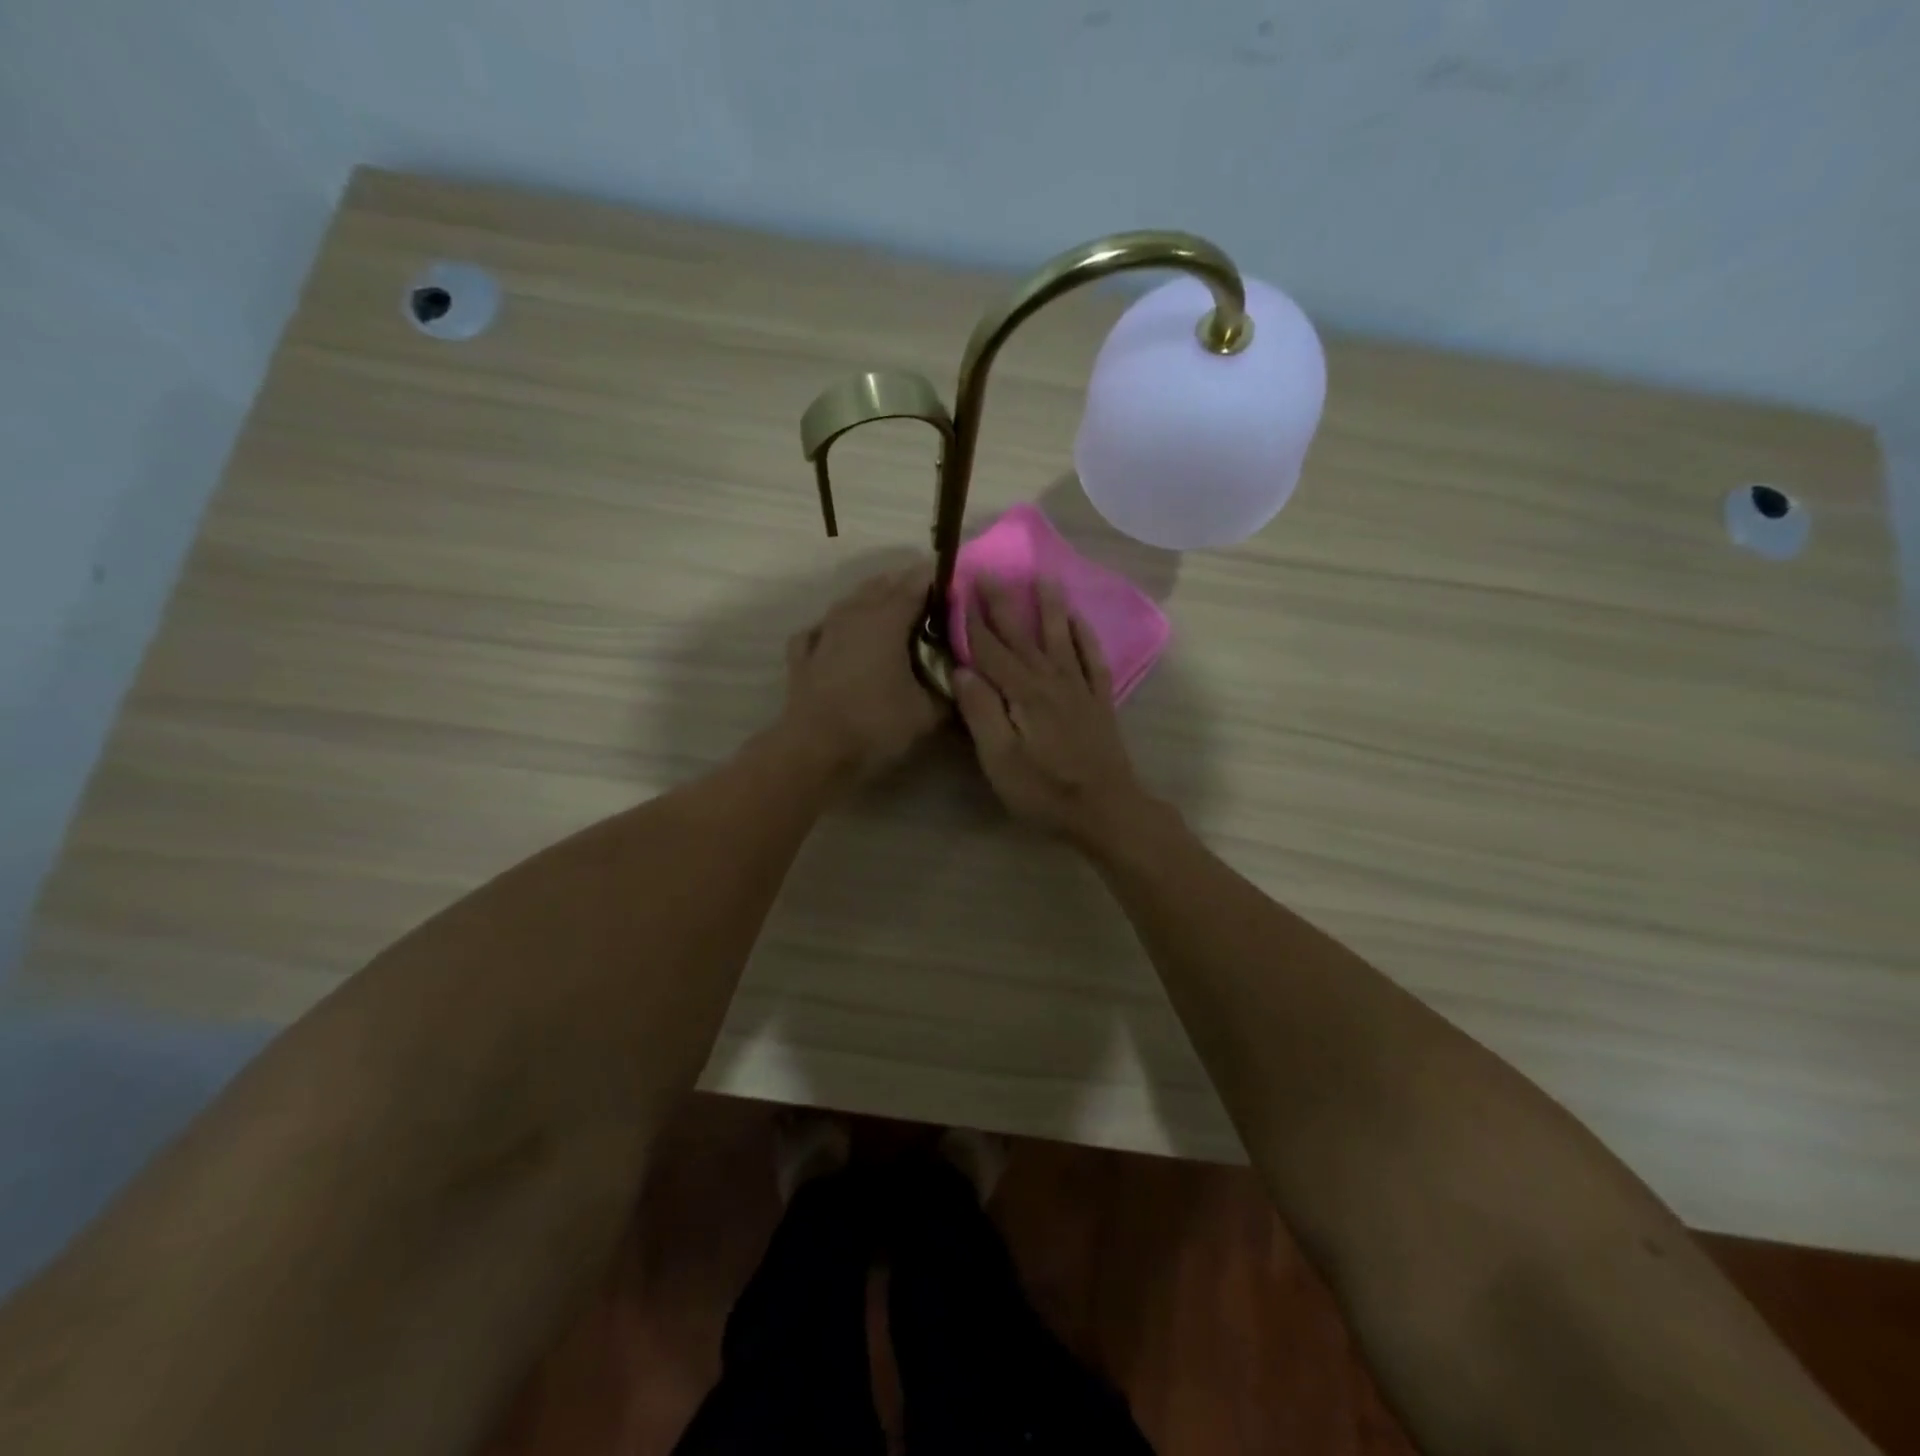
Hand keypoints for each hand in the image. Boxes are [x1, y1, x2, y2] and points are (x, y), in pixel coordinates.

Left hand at [780, 562, 944, 781]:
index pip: (917, 583)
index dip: (939, 580)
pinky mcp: (802, 655)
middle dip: (908, 586)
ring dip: (873, 601)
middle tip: (932, 602)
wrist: (816, 752)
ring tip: (894, 615)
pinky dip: (837, 627)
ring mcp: (823, 632)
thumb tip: (965, 676)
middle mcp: (853, 614)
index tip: (958, 586)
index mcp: (887, 619)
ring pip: (851, 602)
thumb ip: (951, 688)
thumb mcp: (929, 712)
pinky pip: (822, 628)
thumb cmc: (877, 725)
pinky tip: (842, 638)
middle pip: (883, 585)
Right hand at [952, 577, 1146, 843]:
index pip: (990, 649)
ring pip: (1060, 637)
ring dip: (1050, 606)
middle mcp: (1051, 680)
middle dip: (1003, 603)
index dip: (971, 621)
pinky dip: (1084, 636)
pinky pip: (1092, 659)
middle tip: (990, 571)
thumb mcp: (1000, 761)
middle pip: (1022, 635)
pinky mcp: (1099, 701)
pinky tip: (1079, 620)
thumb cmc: (1045, 791)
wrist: (1106, 809)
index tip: (958, 590)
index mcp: (1022, 693)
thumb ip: (981, 713)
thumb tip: (962, 670)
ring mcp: (1079, 688)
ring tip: (1043, 577)